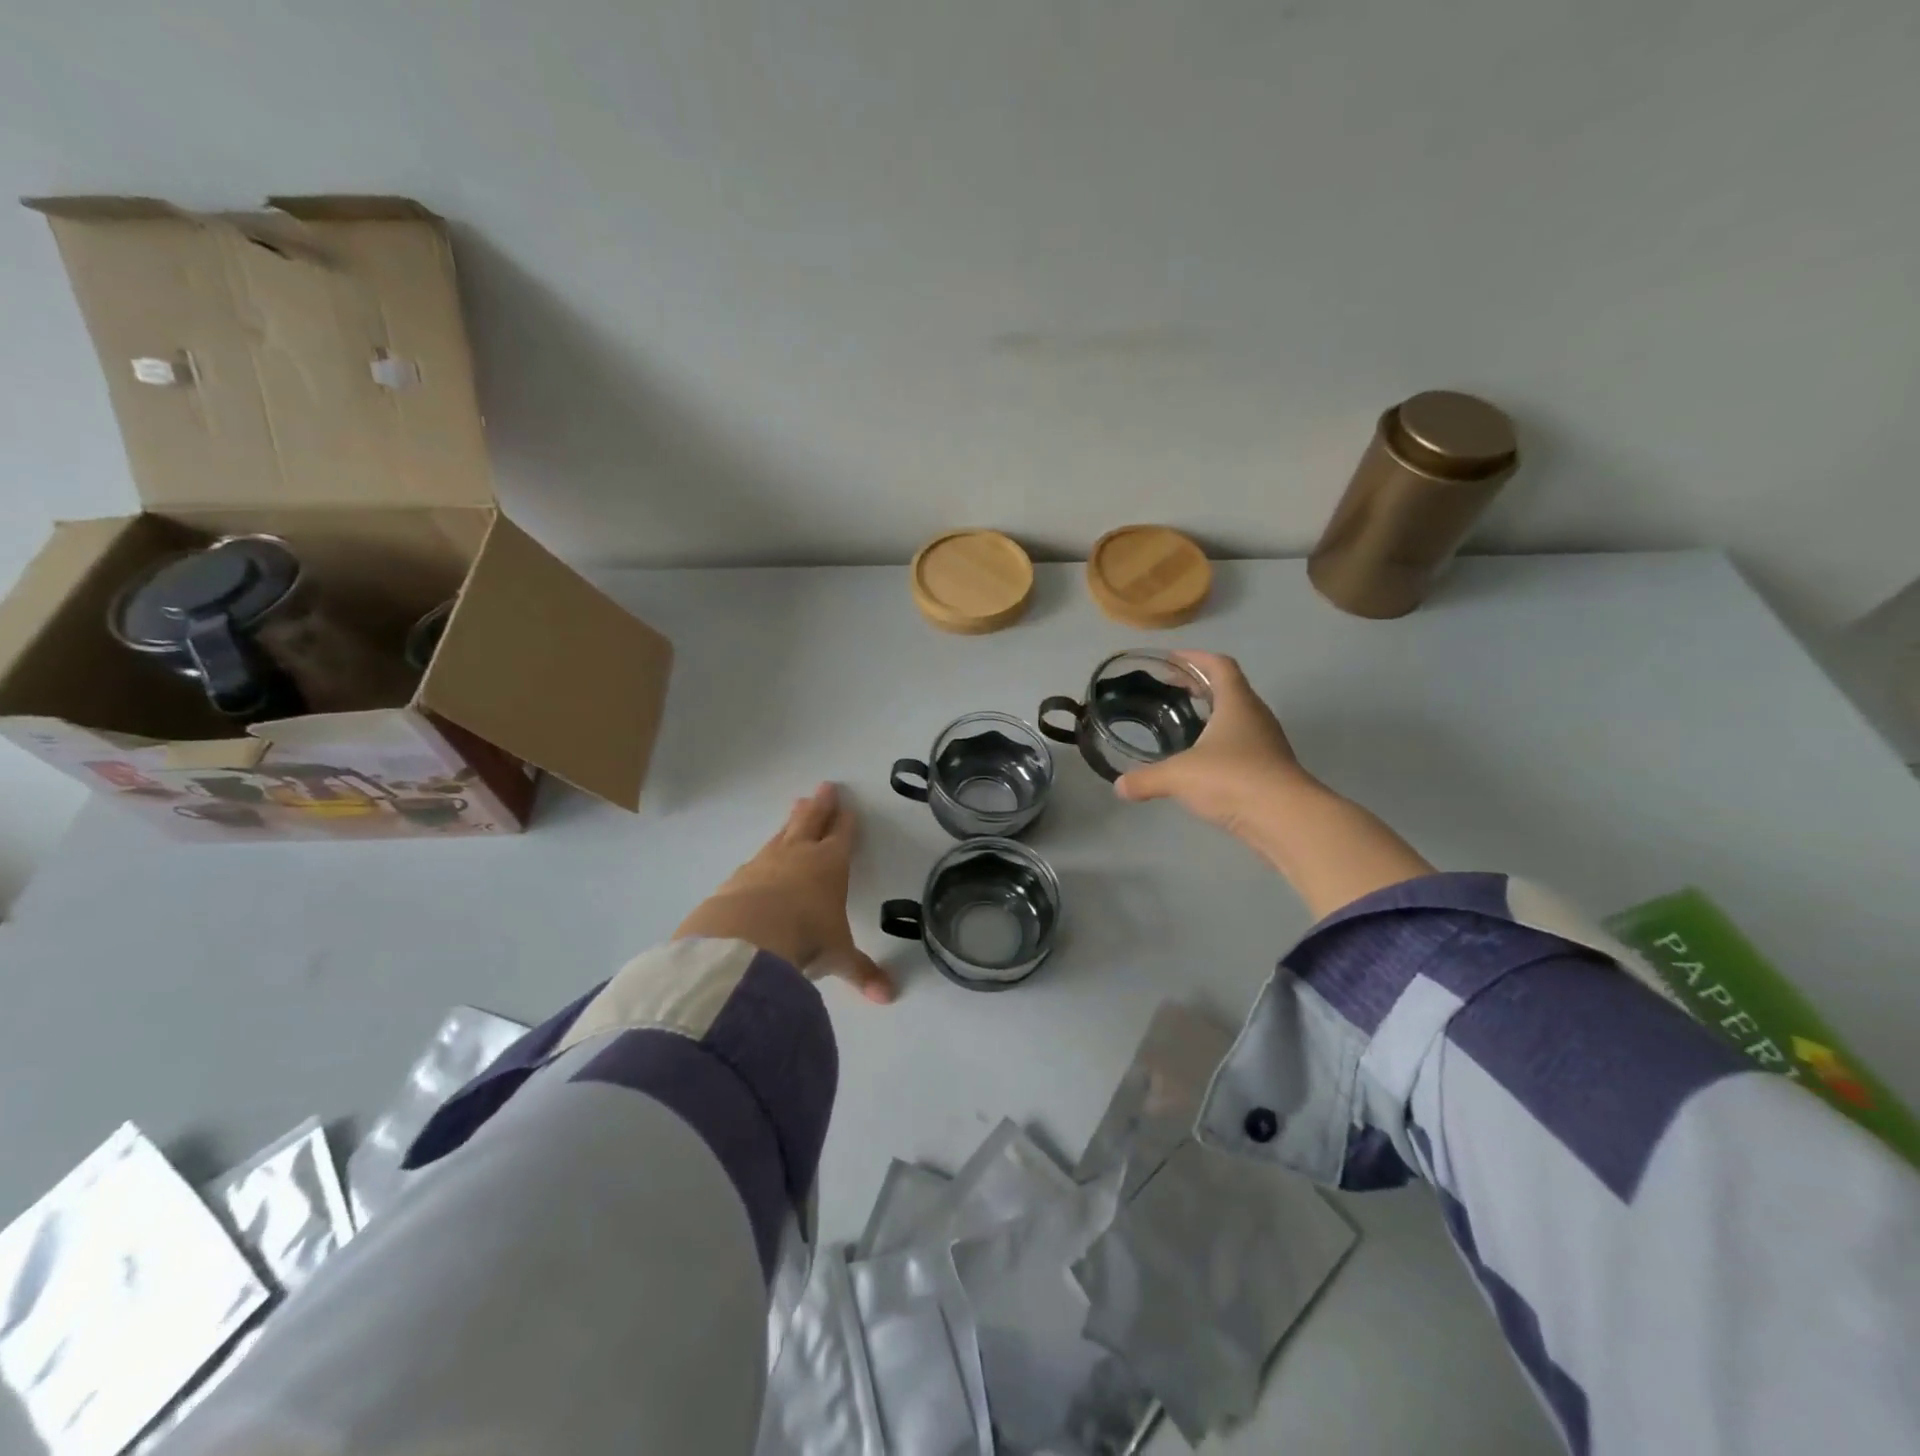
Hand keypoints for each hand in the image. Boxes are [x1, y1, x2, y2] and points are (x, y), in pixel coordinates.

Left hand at [675, 783, 894, 1003]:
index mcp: (830, 865)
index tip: (848, 806)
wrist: (744, 940)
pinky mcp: (737, 878)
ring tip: (795, 807)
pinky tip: (758, 858)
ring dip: (791, 821)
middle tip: (823, 787)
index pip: (842, 836)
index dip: (847, 821)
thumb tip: (889, 997)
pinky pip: (755, 859)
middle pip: (811, 822)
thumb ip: (861, 972)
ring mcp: (764, 863)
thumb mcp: (837, 957)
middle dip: (820, 805)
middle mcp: (798, 856)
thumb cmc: (805, 939)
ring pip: (782, 834)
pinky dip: (763, 855)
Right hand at [1113, 651, 1433, 917]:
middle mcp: (1255, 715)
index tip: (1171, 659)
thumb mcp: (1179, 776)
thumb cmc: (1232, 779)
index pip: (1219, 665)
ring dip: (1212, 714)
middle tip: (1171, 689)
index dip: (1195, 658)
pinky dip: (1221, 743)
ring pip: (1237, 717)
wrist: (1286, 818)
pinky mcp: (1270, 768)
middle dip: (1200, 685)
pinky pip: (1242, 744)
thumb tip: (1119, 786)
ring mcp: (1267, 743)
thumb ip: (1146, 778)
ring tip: (1183, 723)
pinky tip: (1201, 760)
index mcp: (1236, 703)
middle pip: (1229, 688)